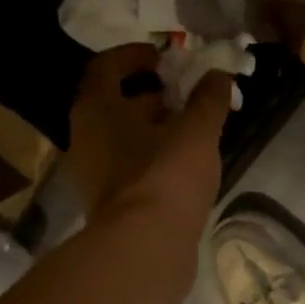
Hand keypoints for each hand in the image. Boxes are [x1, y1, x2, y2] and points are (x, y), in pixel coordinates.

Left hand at [67, 44, 229, 220]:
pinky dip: (153, 160)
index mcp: (96, 109)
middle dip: (150, 96)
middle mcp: (85, 138)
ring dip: (154, 130)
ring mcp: (94, 175)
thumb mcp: (197, 130)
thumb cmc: (166, 175)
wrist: (145, 247)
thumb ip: (209, 99)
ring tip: (191, 132)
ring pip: (123, 140)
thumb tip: (218, 75)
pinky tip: (183, 167)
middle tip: (185, 96)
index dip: (135, 56)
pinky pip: (130, 169)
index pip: (106, 67)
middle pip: (115, 105)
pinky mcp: (110, 205)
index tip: (163, 58)